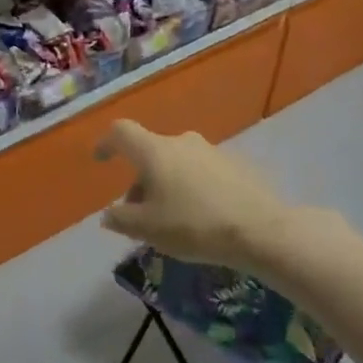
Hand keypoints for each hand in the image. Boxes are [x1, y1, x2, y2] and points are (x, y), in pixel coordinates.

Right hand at [95, 120, 303, 273]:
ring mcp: (211, 151)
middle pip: (149, 153)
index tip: (100, 160)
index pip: (121, 132)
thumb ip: (120, 219)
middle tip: (139, 213)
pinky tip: (200, 216)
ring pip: (176, 163)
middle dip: (139, 179)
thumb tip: (109, 214)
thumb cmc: (194, 225)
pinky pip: (200, 172)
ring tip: (170, 219)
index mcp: (154, 151)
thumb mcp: (147, 229)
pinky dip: (191, 188)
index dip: (106, 142)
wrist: (262, 230)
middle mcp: (181, 142)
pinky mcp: (235, 165)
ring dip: (166, 184)